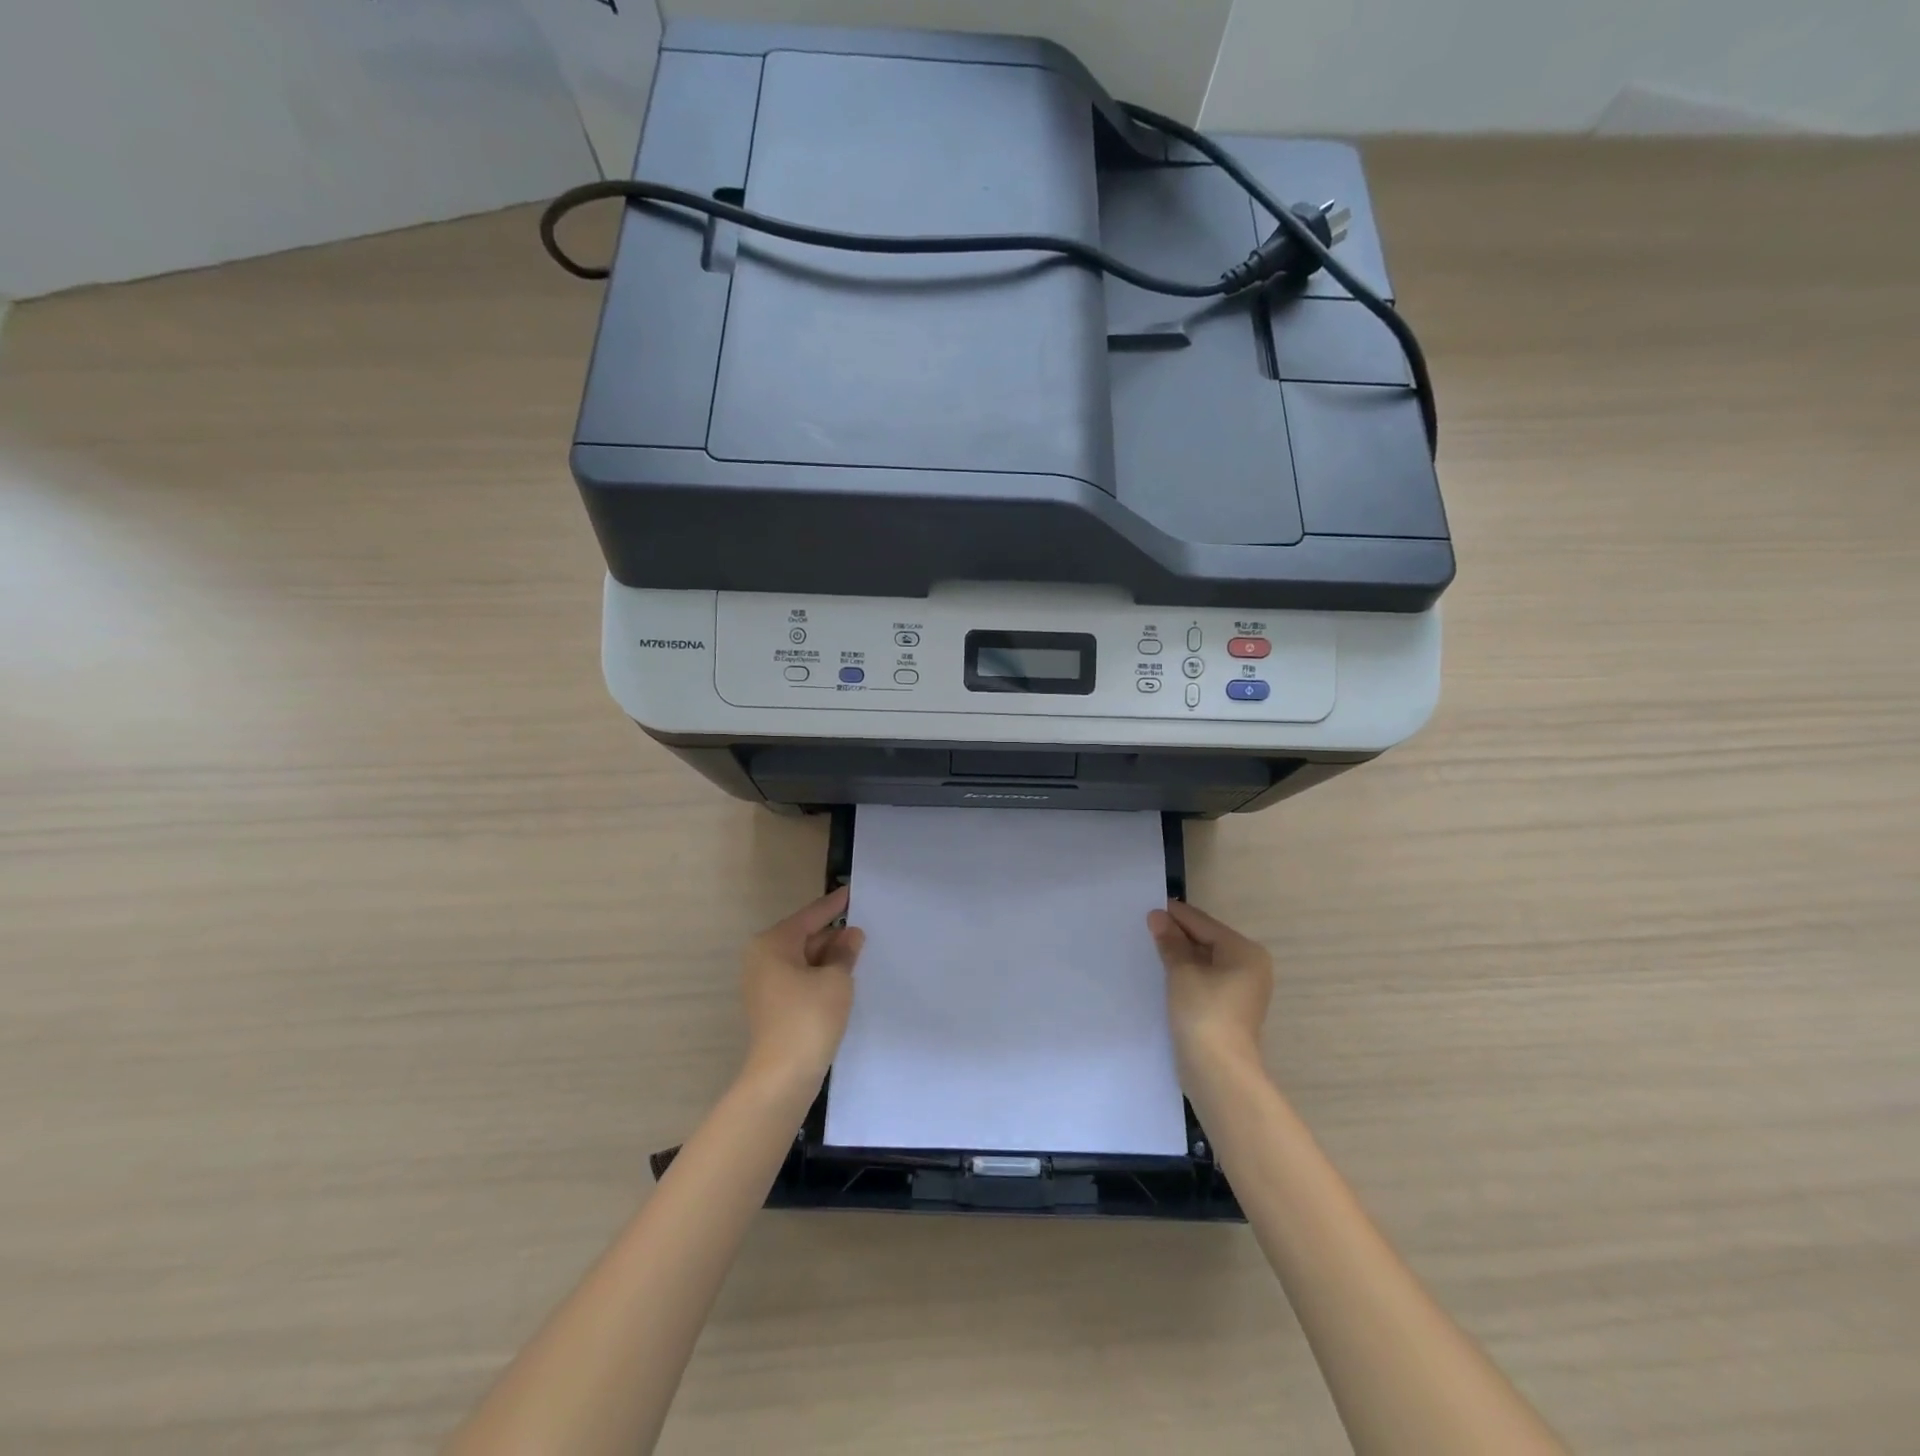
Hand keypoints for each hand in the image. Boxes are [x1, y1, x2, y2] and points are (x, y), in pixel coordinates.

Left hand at [740, 885, 864, 1089]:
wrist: (782, 1077)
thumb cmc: (809, 1018)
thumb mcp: (836, 979)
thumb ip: (845, 952)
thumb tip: (851, 935)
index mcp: (773, 944)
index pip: (810, 916)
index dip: (833, 905)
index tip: (851, 891)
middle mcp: (762, 958)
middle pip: (804, 937)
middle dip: (833, 935)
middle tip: (864, 928)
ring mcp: (764, 984)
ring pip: (802, 959)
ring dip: (828, 957)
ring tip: (859, 952)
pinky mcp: (771, 1006)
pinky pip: (799, 978)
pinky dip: (819, 975)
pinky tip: (842, 978)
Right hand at [1147, 900, 1272, 1076]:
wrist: (1219, 1073)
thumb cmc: (1204, 1013)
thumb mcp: (1182, 972)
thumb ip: (1170, 942)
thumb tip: (1158, 916)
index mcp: (1245, 952)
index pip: (1203, 923)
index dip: (1175, 915)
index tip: (1147, 907)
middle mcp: (1249, 967)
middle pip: (1206, 941)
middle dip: (1177, 936)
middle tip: (1144, 927)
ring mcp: (1241, 990)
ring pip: (1205, 962)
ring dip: (1179, 956)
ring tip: (1148, 948)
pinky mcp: (1229, 1009)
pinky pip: (1205, 980)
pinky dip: (1186, 974)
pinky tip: (1162, 973)